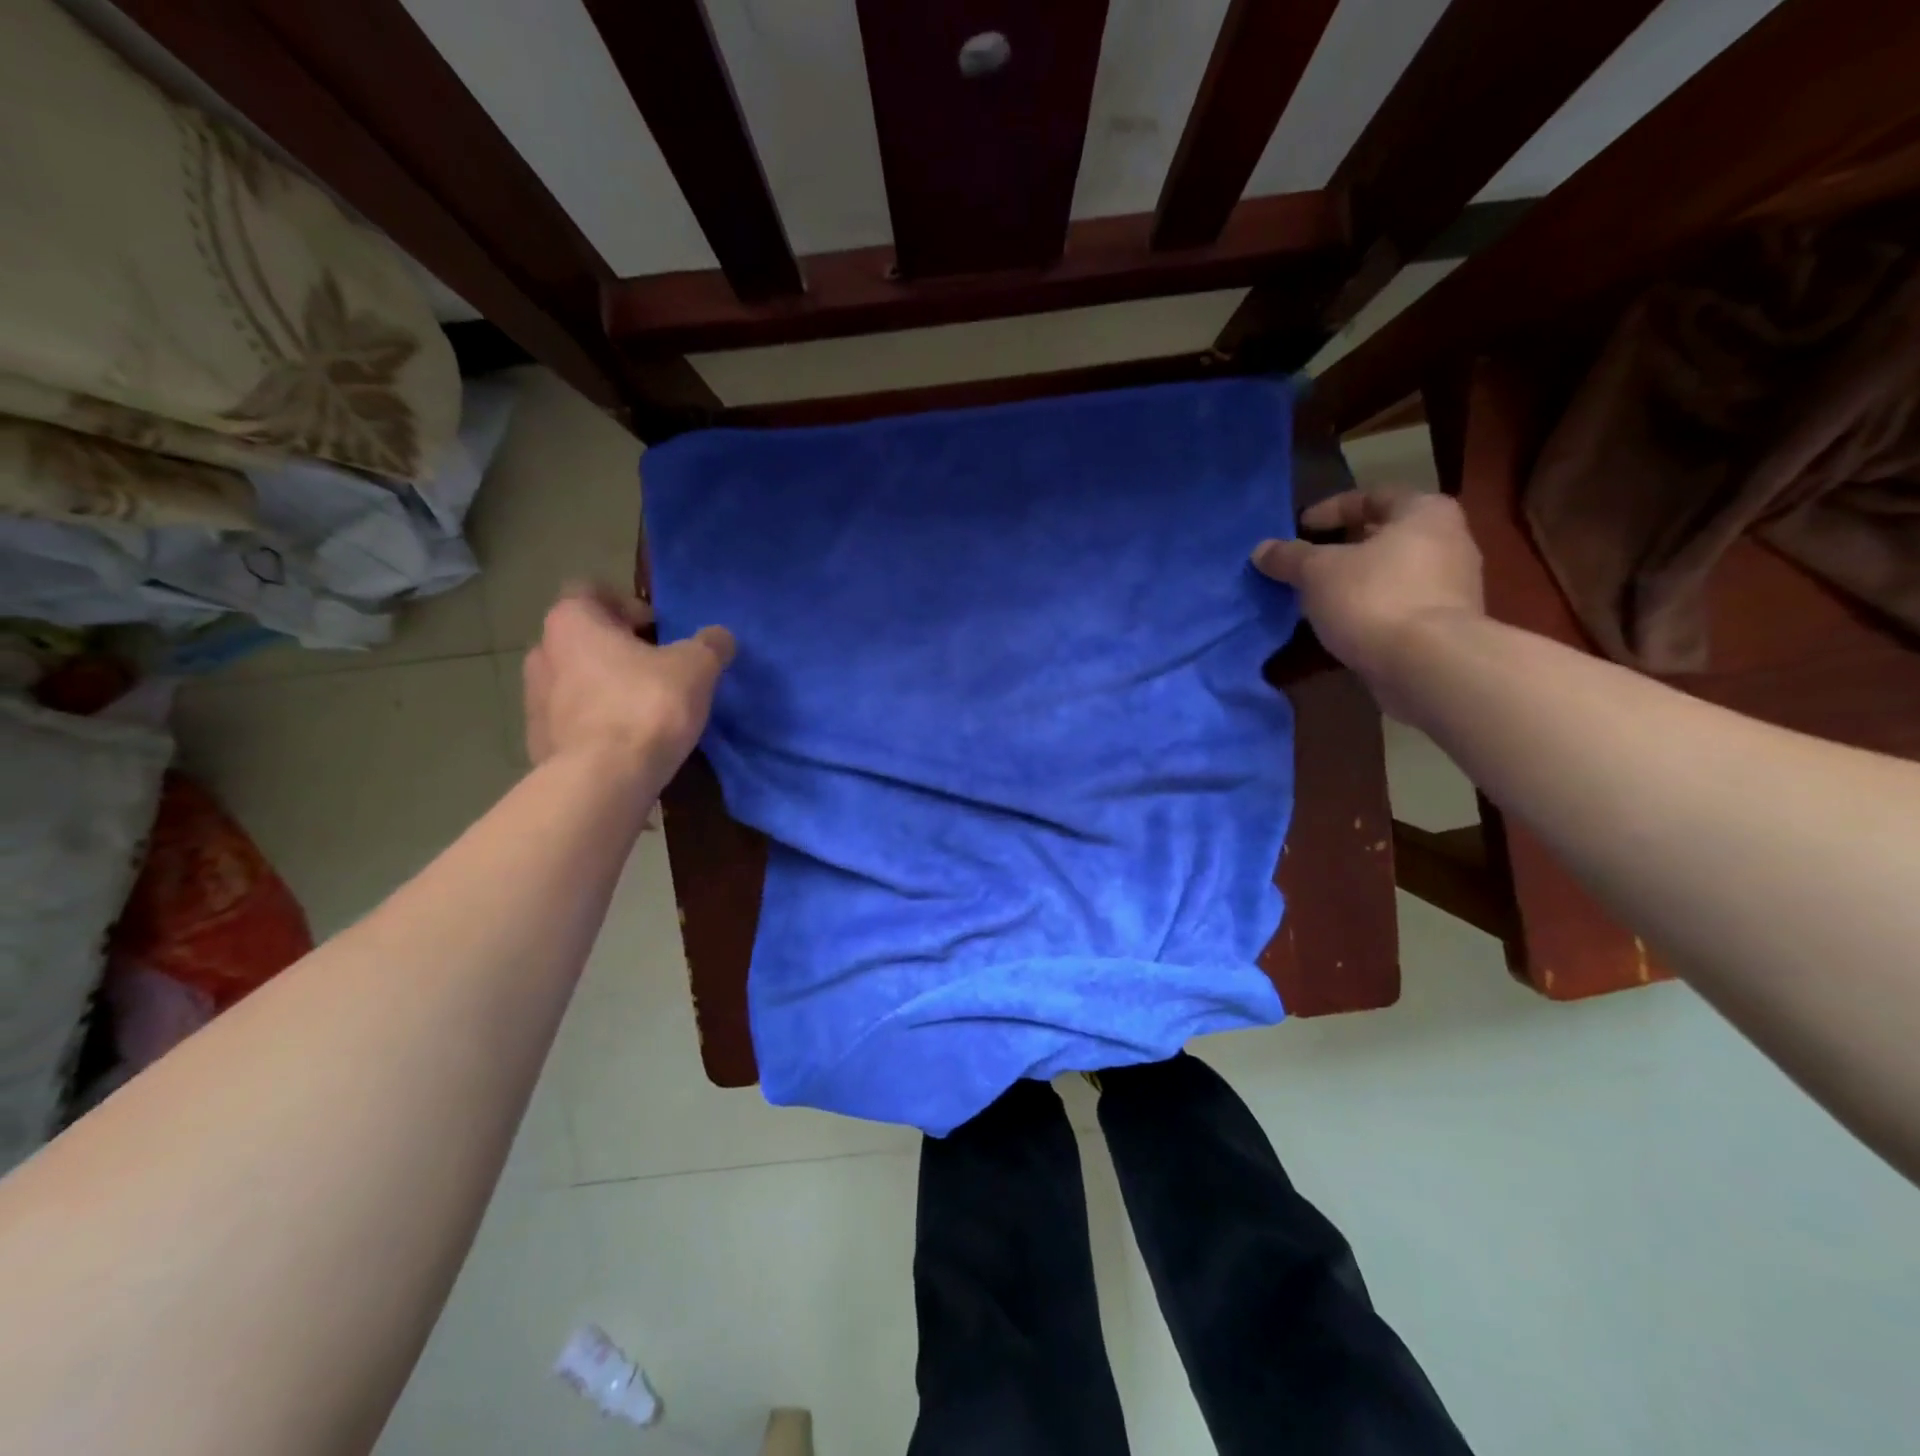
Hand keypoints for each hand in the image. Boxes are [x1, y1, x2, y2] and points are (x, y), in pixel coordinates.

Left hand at [522, 585, 734, 776]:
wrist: (602, 781)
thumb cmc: (647, 707)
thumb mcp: (696, 668)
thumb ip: (710, 645)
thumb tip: (719, 638)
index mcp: (572, 621)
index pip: (591, 591)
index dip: (629, 606)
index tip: (659, 631)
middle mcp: (543, 652)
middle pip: (585, 638)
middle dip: (621, 650)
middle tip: (660, 670)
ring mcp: (534, 699)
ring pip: (577, 680)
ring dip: (608, 688)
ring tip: (647, 711)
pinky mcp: (538, 741)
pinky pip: (574, 721)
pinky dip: (598, 725)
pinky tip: (629, 744)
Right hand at [1252, 488, 1483, 709]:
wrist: (1427, 664)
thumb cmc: (1373, 598)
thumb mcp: (1317, 572)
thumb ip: (1289, 557)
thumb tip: (1262, 549)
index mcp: (1424, 512)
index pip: (1373, 496)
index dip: (1331, 509)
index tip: (1300, 528)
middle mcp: (1449, 540)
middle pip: (1386, 535)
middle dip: (1343, 548)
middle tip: (1307, 563)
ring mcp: (1452, 585)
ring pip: (1392, 572)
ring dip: (1356, 581)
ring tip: (1318, 597)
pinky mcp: (1446, 624)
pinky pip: (1399, 604)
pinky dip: (1371, 608)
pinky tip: (1343, 624)